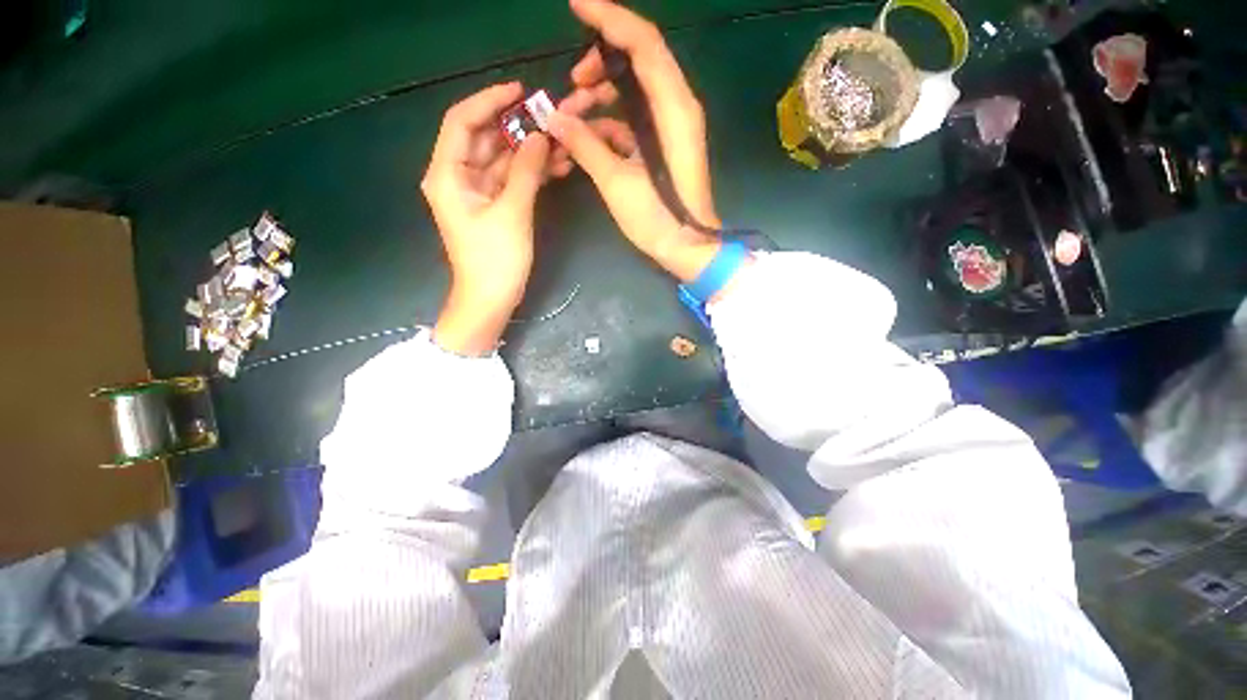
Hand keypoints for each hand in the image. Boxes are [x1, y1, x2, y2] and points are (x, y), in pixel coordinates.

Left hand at [422, 82, 550, 354]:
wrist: (490, 300)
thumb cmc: (495, 259)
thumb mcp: (513, 212)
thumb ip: (527, 171)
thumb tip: (541, 137)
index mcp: (448, 174)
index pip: (463, 122)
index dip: (489, 101)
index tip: (521, 91)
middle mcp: (457, 177)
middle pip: (484, 139)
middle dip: (516, 128)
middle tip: (549, 119)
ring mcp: (475, 193)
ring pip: (501, 161)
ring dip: (528, 152)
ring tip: (560, 144)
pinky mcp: (491, 207)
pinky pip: (509, 180)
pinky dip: (529, 173)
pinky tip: (554, 167)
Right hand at [547, 0, 722, 282]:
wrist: (687, 248)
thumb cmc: (658, 219)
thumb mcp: (617, 183)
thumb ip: (586, 146)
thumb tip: (555, 118)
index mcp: (673, 109)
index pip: (644, 44)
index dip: (610, 18)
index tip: (575, 5)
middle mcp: (676, 108)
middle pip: (638, 62)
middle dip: (599, 66)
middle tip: (571, 86)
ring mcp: (670, 128)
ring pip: (632, 94)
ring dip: (600, 99)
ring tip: (570, 119)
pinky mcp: (662, 146)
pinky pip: (633, 121)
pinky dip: (609, 124)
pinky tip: (585, 139)